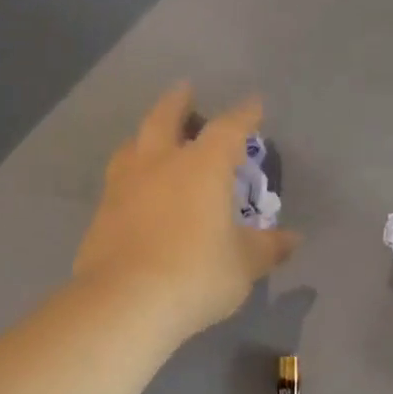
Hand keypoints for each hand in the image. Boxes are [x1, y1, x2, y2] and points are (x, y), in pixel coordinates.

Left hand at [74, 84, 300, 345]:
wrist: (125, 302)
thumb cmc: (196, 275)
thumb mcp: (243, 265)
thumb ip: (267, 248)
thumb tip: (292, 239)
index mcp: (202, 167)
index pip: (228, 129)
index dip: (244, 116)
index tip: (253, 105)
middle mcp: (160, 164)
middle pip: (165, 119)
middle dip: (179, 102)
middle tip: (185, 91)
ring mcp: (124, 186)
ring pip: (133, 146)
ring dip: (146, 135)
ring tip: (153, 137)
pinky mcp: (101, 214)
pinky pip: (118, 181)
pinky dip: (131, 174)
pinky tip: (135, 190)